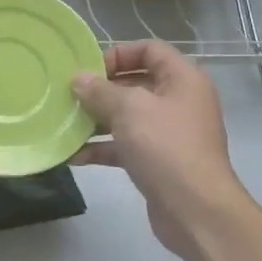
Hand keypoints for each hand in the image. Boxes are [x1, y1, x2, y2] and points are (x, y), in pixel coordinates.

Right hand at [72, 41, 249, 259]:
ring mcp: (170, 133)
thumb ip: (100, 91)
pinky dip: (103, 148)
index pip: (150, 50)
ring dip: (97, 120)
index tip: (89, 69)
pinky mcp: (158, 162)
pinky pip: (126, 146)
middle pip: (136, 83)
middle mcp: (179, 101)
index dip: (119, 53)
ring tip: (65, 124)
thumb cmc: (165, 147)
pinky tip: (74, 156)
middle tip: (69, 96)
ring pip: (128, 117)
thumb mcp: (129, 110)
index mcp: (182, 79)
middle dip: (101, 89)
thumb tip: (78, 79)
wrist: (196, 210)